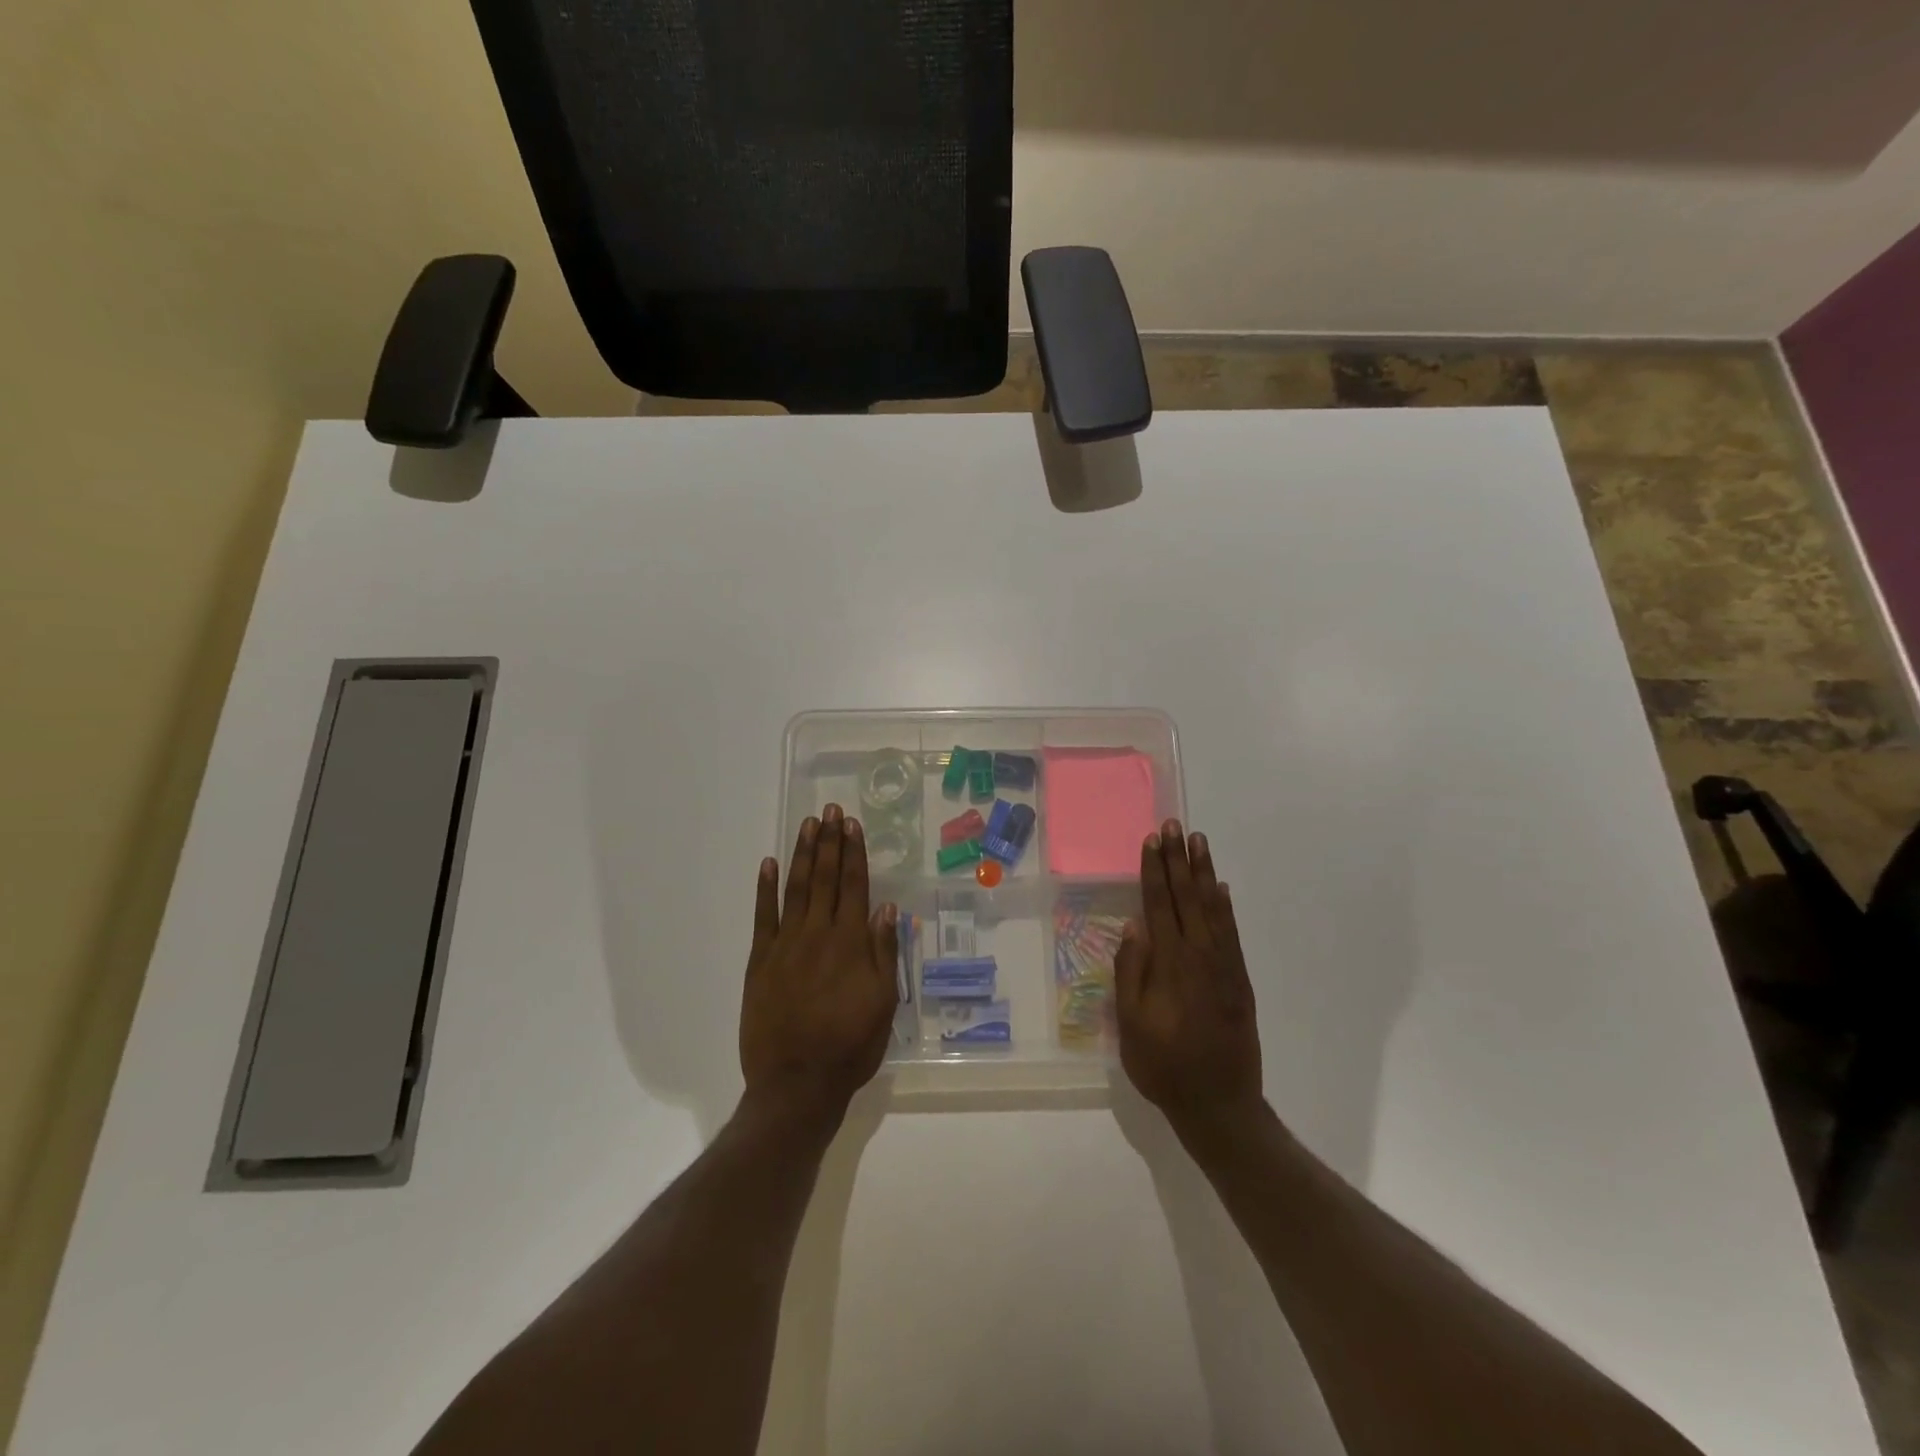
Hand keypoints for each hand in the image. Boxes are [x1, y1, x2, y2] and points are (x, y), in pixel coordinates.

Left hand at [740, 804, 899, 1127]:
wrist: (797, 1083)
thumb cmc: (850, 1045)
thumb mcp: (884, 1003)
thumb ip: (884, 952)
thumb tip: (887, 908)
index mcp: (850, 943)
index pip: (854, 886)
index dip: (854, 853)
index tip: (852, 825)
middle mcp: (818, 934)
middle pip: (825, 878)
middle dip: (829, 842)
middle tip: (830, 811)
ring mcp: (785, 945)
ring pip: (796, 889)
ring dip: (802, 854)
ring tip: (807, 825)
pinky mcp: (760, 961)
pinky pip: (763, 917)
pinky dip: (764, 889)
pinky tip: (767, 864)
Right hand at [1116, 820, 1263, 1136]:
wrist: (1220, 1104)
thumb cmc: (1165, 1067)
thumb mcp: (1132, 1025)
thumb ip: (1131, 973)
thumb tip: (1134, 926)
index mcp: (1170, 965)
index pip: (1159, 905)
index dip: (1154, 871)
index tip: (1152, 840)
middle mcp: (1200, 956)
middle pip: (1187, 897)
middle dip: (1179, 860)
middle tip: (1175, 825)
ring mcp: (1224, 966)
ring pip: (1212, 908)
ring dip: (1203, 873)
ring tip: (1199, 842)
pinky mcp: (1239, 979)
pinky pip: (1232, 932)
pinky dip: (1226, 906)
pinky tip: (1220, 888)